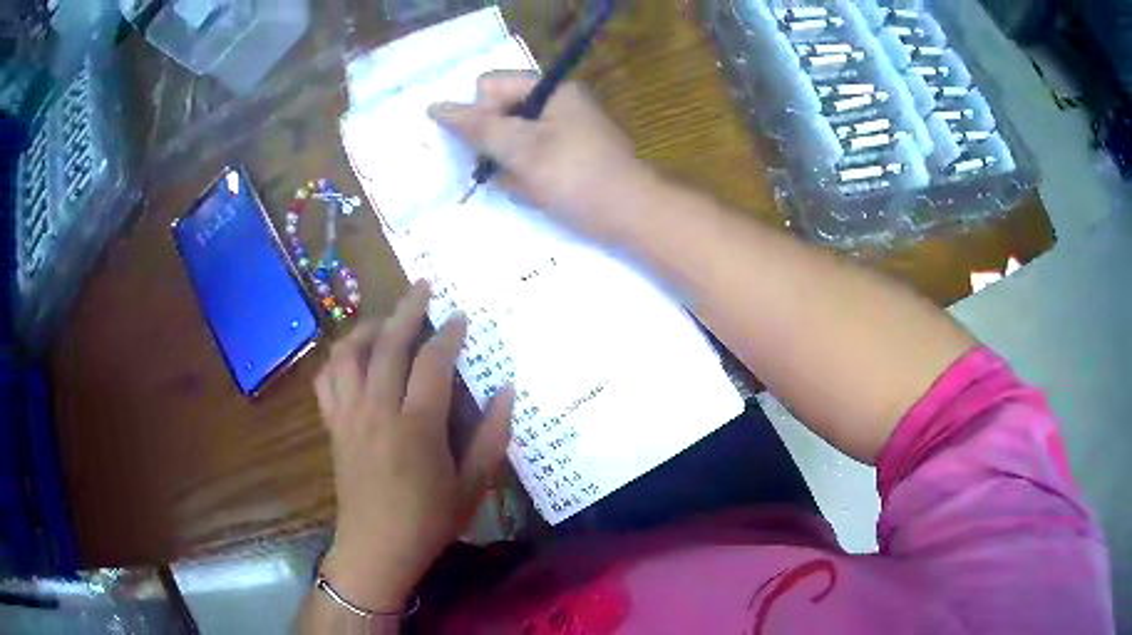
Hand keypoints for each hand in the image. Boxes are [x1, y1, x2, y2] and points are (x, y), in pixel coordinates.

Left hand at [314, 282, 514, 611]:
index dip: (448, 333)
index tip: (460, 316)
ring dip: (367, 328)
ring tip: (386, 320)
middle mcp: (377, 410)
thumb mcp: (474, 486)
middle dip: (407, 310)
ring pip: (348, 354)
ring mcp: (349, 416)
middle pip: (388, 344)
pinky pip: (326, 380)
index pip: (432, 362)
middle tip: (422, 287)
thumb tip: (507, 390)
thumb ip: (492, 436)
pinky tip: (352, 357)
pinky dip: (337, 359)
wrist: (376, 548)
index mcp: (416, 426)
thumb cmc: (429, 521)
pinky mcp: (333, 426)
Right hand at [429, 71, 656, 242]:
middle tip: (513, 169)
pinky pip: (530, 157)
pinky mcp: (569, 154)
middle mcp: (556, 102)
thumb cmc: (578, 178)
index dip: (480, 114)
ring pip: (512, 140)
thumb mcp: (523, 150)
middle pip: (500, 112)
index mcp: (550, 89)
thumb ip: (478, 128)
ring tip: (531, 185)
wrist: (633, 216)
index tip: (492, 145)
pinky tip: (540, 193)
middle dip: (496, 145)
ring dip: (510, 165)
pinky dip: (527, 175)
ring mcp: (564, 129)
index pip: (490, 85)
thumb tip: (435, 107)